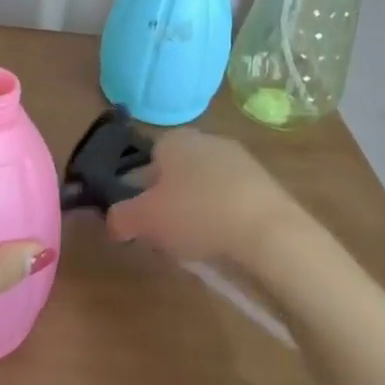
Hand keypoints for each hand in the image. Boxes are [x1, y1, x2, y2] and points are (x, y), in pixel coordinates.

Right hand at [106, 128, 312, 271]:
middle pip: (177, 173)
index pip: (147, 158)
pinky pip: (232, 201)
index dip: (139, 190)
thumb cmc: (197, 215)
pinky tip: (226, 243)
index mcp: (174, 139)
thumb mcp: (144, 219)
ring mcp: (240, 160)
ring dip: (198, 212)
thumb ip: (120, 217)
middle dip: (170, 201)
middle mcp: (207, 140)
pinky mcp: (266, 185)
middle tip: (165, 235)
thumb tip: (115, 221)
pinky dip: (225, 219)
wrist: (269, 232)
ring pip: (205, 187)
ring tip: (197, 246)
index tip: (142, 218)